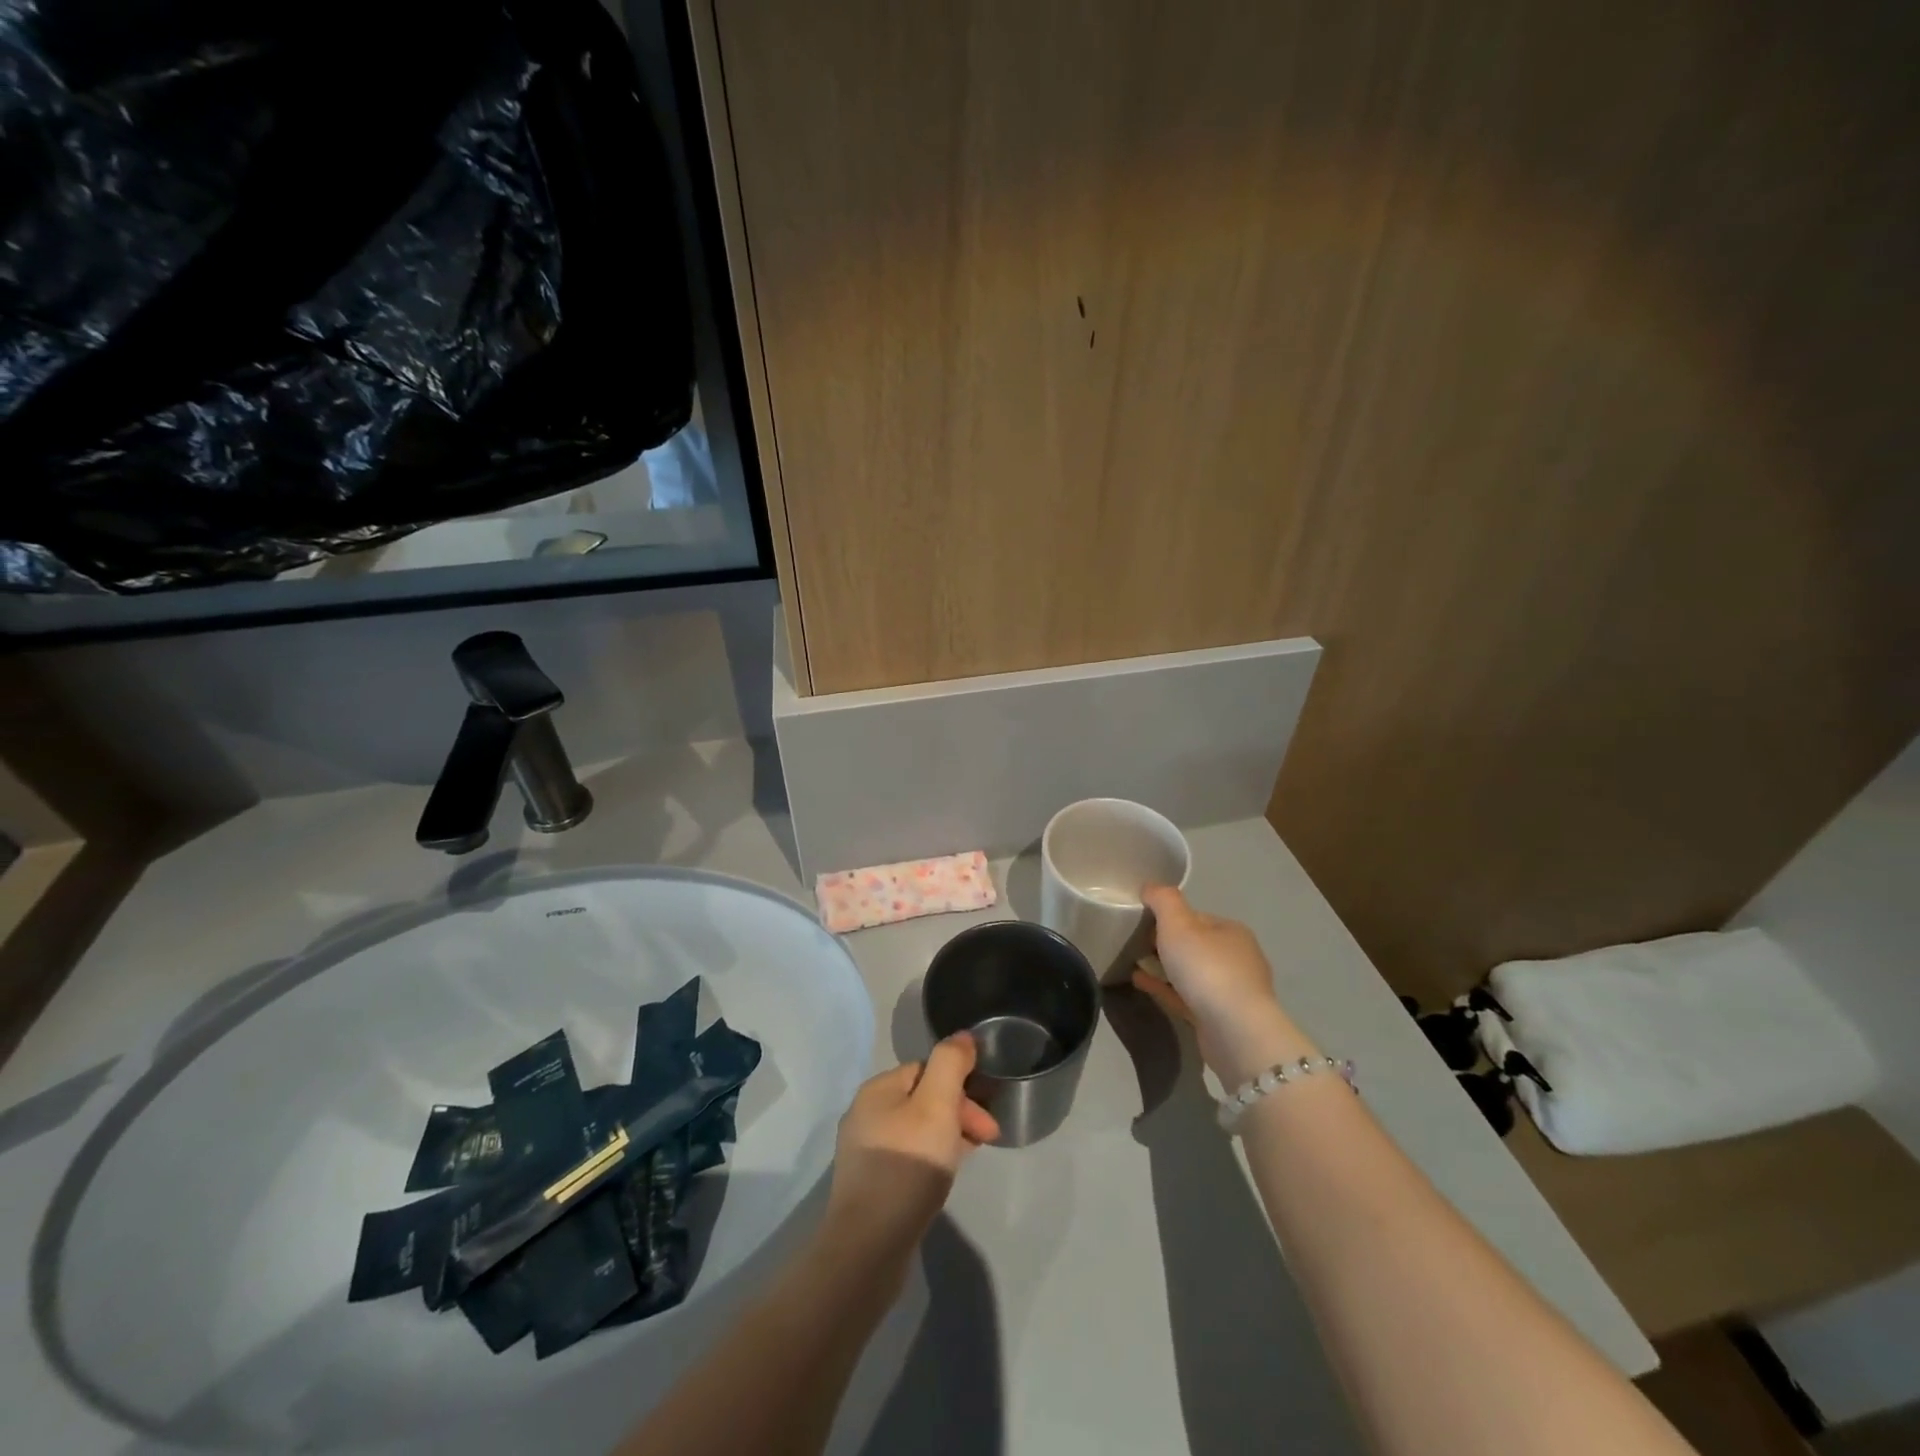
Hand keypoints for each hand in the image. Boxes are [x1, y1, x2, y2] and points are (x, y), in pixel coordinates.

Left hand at [822, 1033, 998, 1263]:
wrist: (867, 1247)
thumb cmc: (906, 1167)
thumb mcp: (937, 1105)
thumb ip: (950, 1064)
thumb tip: (963, 1037)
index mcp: (877, 1089)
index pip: (928, 1070)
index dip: (963, 1088)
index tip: (987, 1120)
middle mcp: (865, 1114)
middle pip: (923, 1099)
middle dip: (959, 1113)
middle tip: (987, 1140)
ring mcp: (864, 1152)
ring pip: (917, 1130)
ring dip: (947, 1137)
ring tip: (966, 1160)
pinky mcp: (869, 1185)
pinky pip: (908, 1158)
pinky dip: (930, 1160)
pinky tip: (942, 1180)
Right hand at [1133, 885, 1317, 1084]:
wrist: (1235, 1031)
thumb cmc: (1207, 968)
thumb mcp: (1178, 924)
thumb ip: (1163, 900)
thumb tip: (1150, 886)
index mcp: (1231, 931)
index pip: (1196, 917)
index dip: (1168, 917)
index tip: (1141, 922)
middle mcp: (1237, 958)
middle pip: (1194, 945)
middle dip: (1166, 943)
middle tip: (1134, 944)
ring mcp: (1231, 991)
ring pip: (1191, 973)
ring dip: (1164, 968)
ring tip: (1133, 964)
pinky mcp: (1220, 1018)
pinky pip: (1186, 996)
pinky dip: (1165, 988)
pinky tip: (1140, 983)